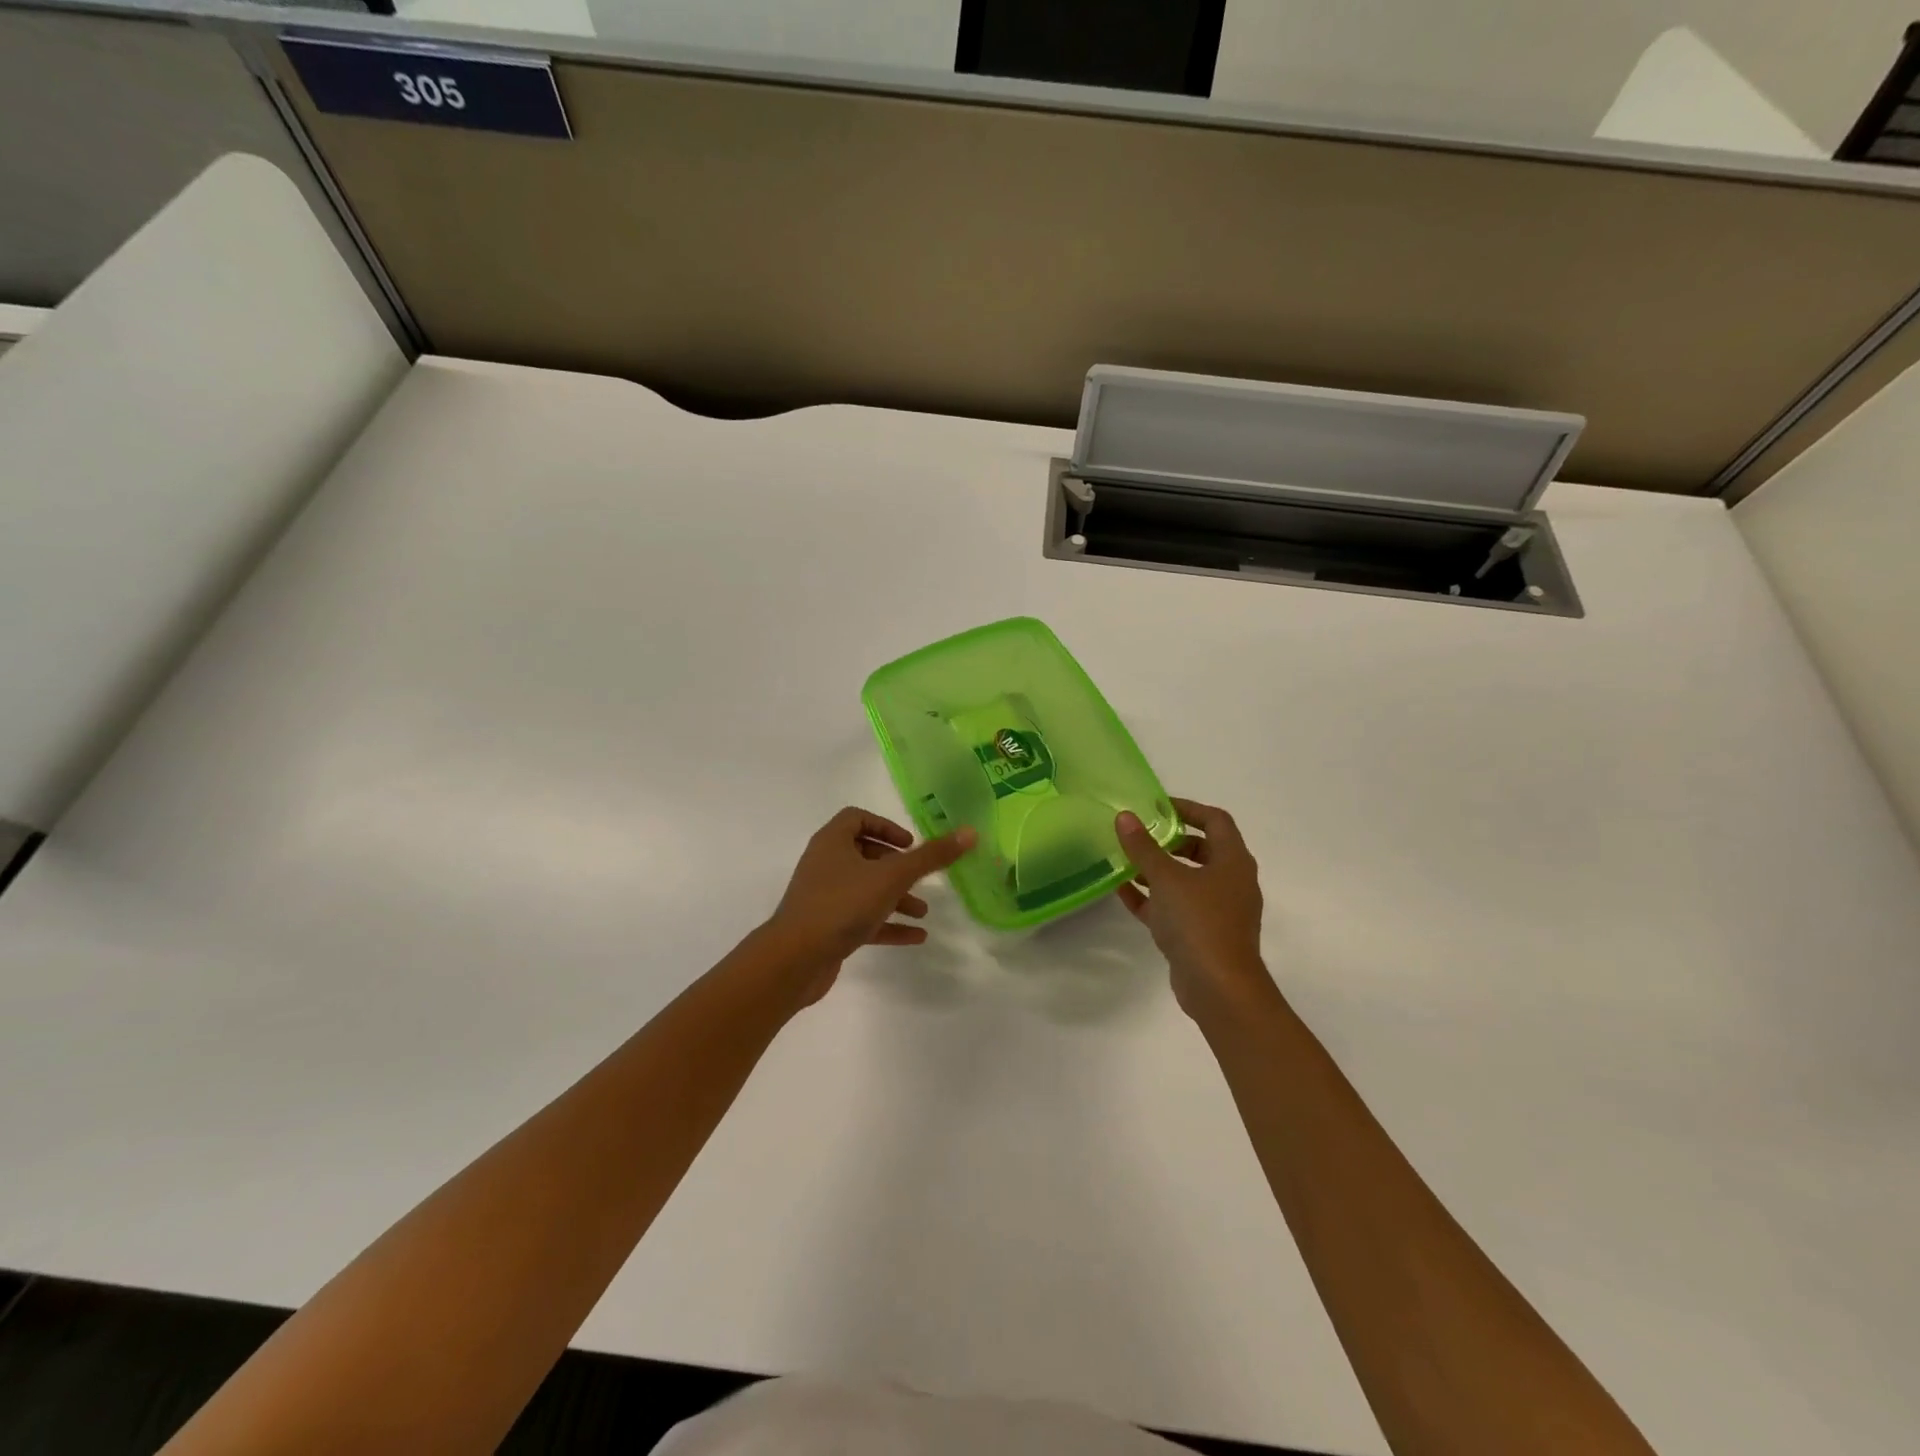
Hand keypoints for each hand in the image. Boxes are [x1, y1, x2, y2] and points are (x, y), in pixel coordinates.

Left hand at [762, 807, 975, 1004]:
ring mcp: (823, 897)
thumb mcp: (892, 877)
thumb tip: (970, 833)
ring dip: (895, 898)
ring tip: (923, 912)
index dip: (886, 827)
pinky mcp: (826, 928)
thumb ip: (931, 857)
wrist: (794, 960)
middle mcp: (825, 864)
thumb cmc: (842, 904)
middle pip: (864, 854)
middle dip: (897, 867)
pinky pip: (862, 919)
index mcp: (832, 841)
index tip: (909, 845)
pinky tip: (916, 937)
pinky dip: (887, 925)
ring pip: (865, 889)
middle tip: (920, 878)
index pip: (857, 818)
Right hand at [1115, 798, 1272, 1020]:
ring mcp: (1218, 911)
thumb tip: (1125, 816)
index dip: (1188, 808)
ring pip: (1186, 880)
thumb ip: (1143, 847)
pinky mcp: (1202, 935)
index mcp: (1233, 861)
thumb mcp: (1166, 878)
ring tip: (1124, 860)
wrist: (1219, 989)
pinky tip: (1122, 891)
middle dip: (1169, 840)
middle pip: (1202, 849)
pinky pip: (1176, 907)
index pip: (1215, 820)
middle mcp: (1230, 882)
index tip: (1156, 806)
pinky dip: (1153, 898)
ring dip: (1157, 870)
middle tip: (1140, 834)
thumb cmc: (1199, 922)